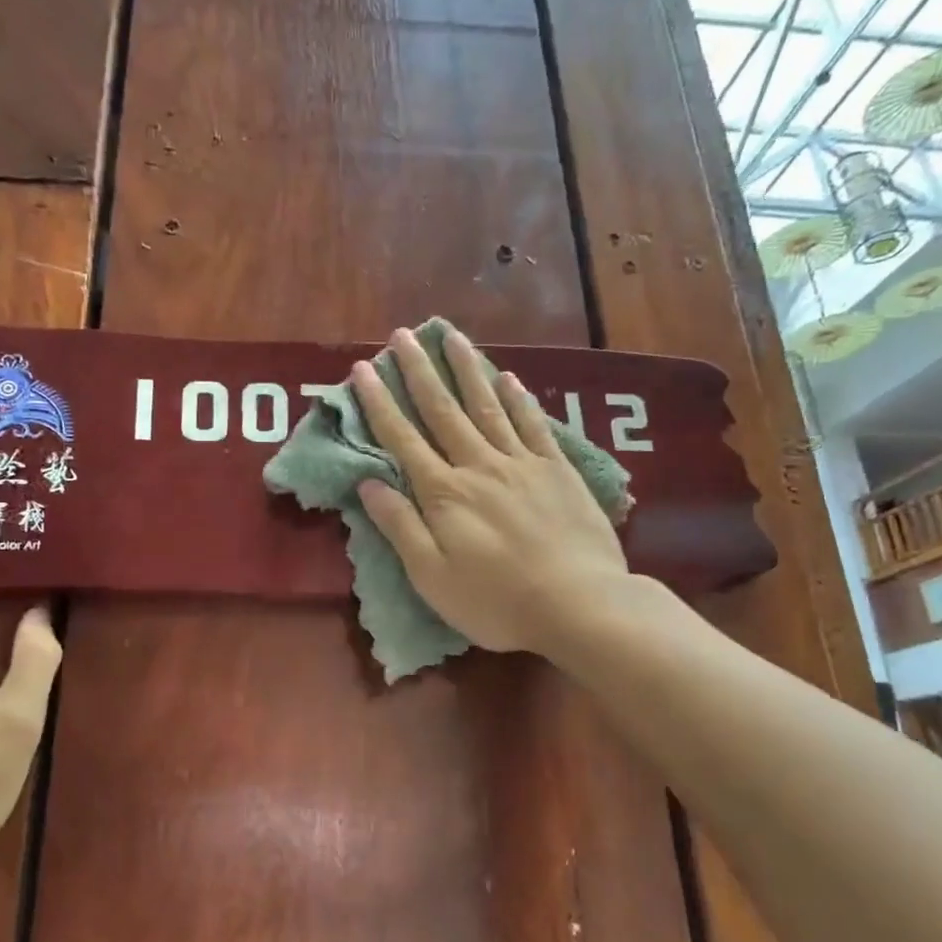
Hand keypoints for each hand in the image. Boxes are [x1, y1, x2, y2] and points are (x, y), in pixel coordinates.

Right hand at [351, 325, 632, 658]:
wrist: (580, 605)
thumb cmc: (496, 602)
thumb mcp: (432, 576)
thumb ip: (400, 526)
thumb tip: (368, 482)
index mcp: (444, 493)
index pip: (402, 438)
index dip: (379, 403)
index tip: (362, 370)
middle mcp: (479, 466)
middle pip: (443, 410)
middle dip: (419, 371)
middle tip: (402, 336)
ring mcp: (522, 463)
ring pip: (487, 406)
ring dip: (466, 370)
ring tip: (451, 337)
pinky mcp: (558, 470)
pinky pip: (533, 425)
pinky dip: (518, 399)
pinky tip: (508, 377)